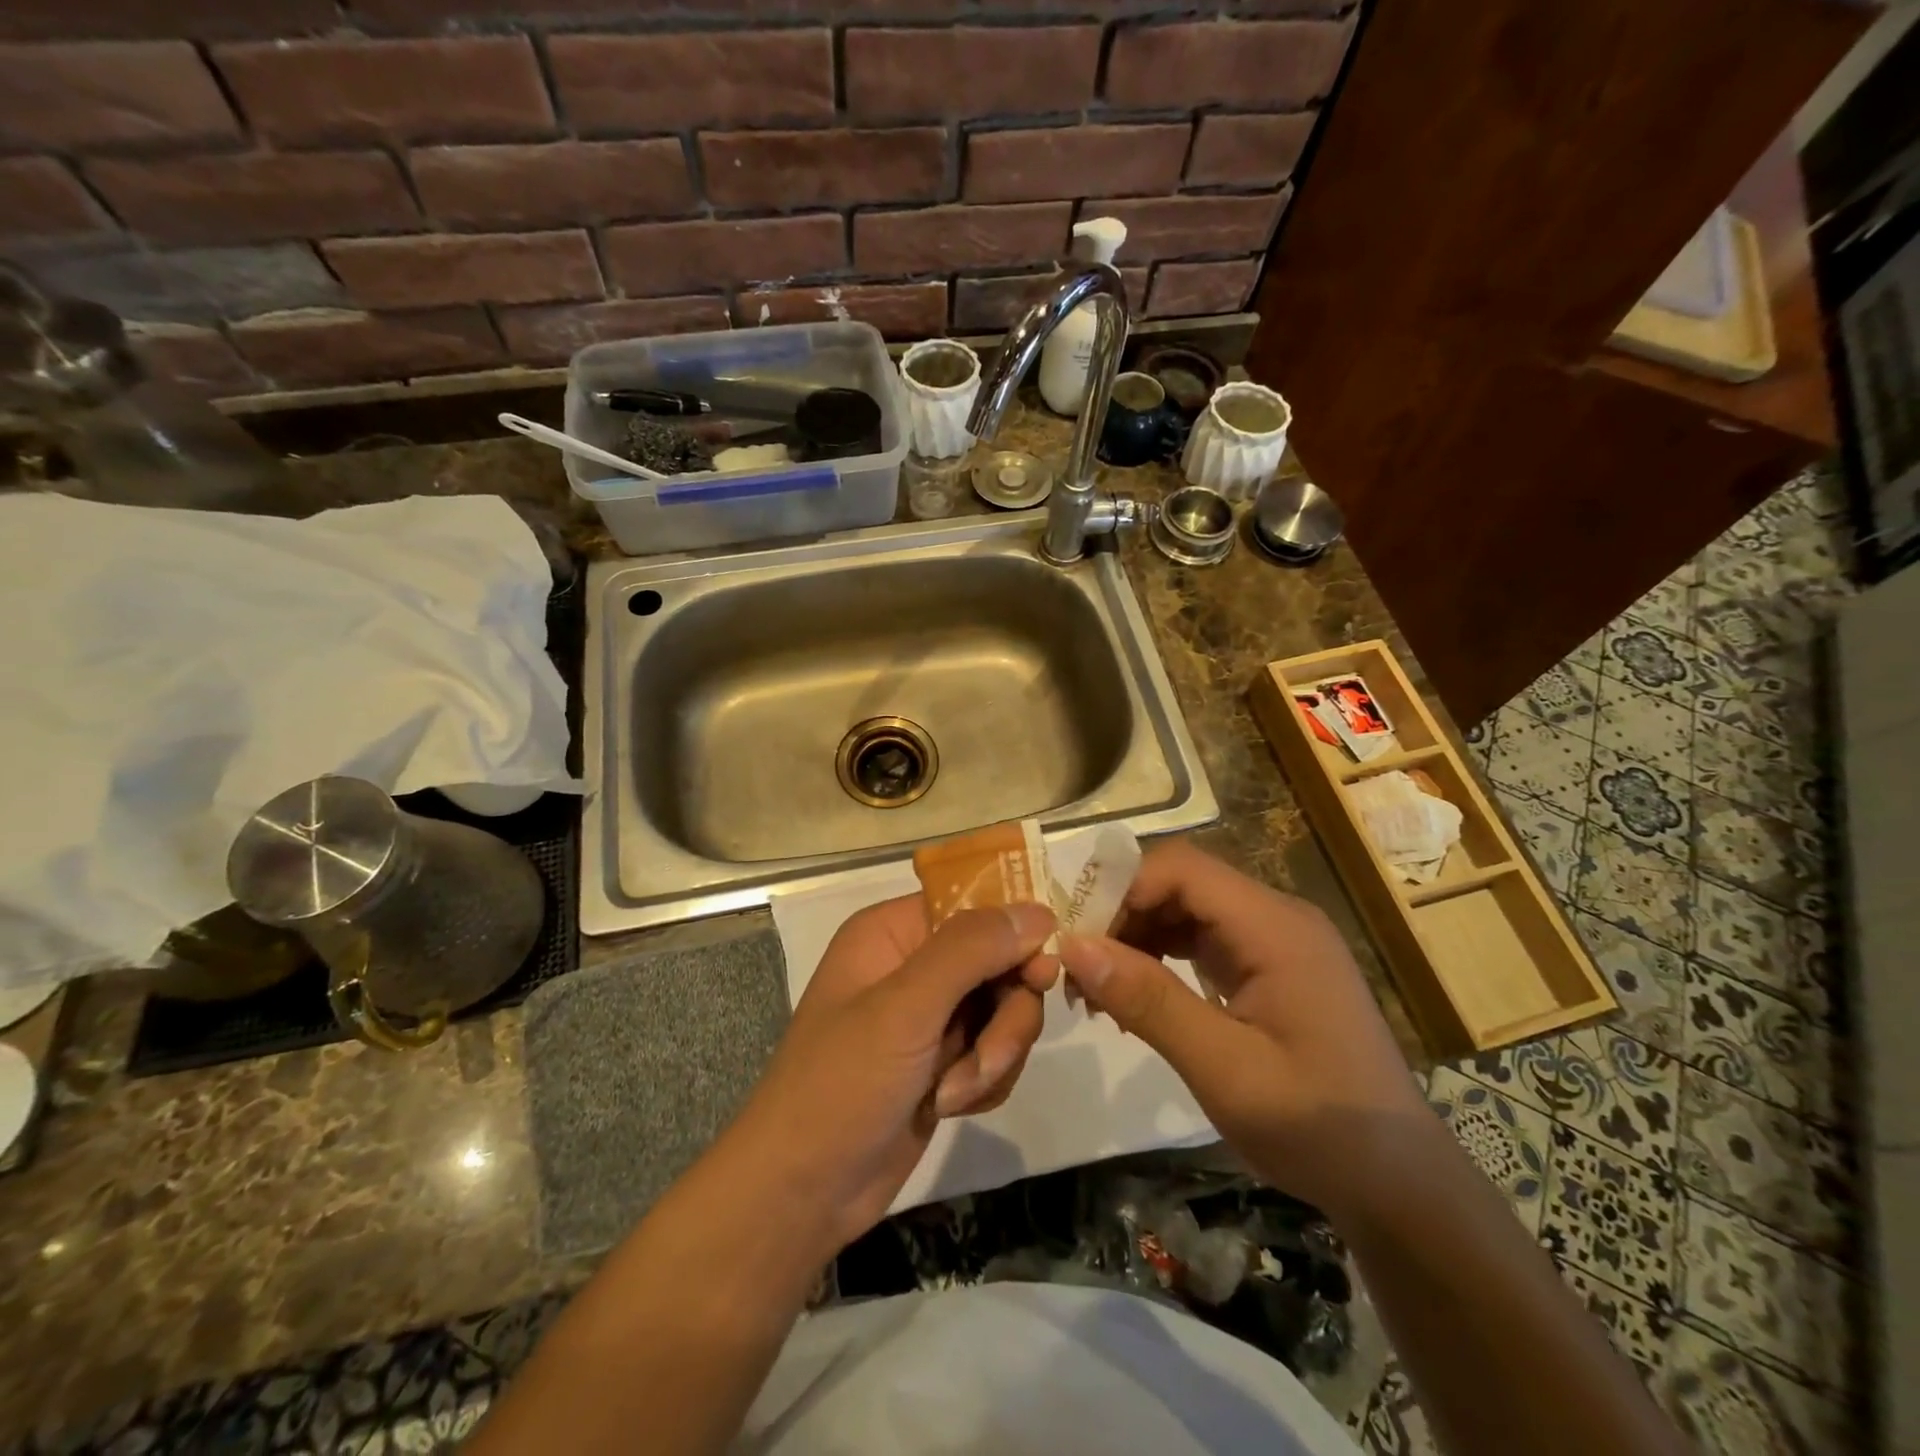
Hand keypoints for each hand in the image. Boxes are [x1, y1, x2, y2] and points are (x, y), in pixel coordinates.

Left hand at [733, 897, 1057, 1251]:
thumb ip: (971, 951)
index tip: (1040, 974)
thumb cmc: (841, 1084)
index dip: (1013, 934)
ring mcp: (931, 1014)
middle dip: (1004, 1017)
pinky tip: (951, 1106)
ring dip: (993, 1056)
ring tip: (954, 1094)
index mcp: (894, 931)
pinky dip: (985, 1081)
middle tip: (988, 1056)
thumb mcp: (905, 1008)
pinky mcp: (943, 1060)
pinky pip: (995, 1051)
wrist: (802, 1193)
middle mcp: (915, 963)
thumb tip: (1039, 910)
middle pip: (1000, 962)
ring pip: (1006, 1010)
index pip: (975, 905)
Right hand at [1058, 840, 1428, 1217]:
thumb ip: (1149, 1000)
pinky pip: (1203, 941)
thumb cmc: (1317, 1126)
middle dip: (1123, 916)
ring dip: (1138, 939)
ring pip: (1187, 910)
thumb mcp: (1224, 1068)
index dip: (1122, 889)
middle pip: (1181, 884)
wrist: (1398, 1184)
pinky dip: (1162, 959)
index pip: (1182, 869)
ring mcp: (1276, 942)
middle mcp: (1276, 918)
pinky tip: (1136, 998)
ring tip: (1098, 990)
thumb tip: (1073, 945)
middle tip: (1078, 970)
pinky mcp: (1270, 968)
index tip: (1077, 939)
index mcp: (1274, 927)